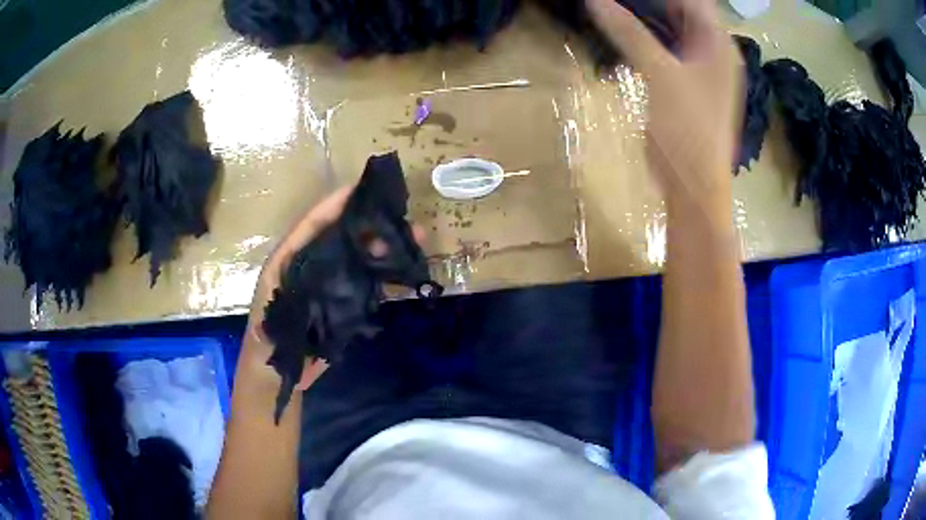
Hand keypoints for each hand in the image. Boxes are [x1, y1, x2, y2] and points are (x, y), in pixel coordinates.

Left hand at [241, 185, 427, 392]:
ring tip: (413, 239)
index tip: (362, 187)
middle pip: (344, 236)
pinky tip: (404, 269)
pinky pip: (367, 284)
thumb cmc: (268, 327)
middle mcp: (314, 264)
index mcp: (293, 255)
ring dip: (384, 248)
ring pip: (360, 258)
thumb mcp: (273, 290)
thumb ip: (291, 261)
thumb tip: (327, 236)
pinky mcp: (344, 305)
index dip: (336, 203)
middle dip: (372, 224)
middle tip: (400, 216)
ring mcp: (331, 284)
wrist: (277, 369)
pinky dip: (385, 275)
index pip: (315, 222)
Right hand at [587, 0, 742, 214]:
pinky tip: (621, 36)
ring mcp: (702, 68)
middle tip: (612, 2)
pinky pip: (667, 49)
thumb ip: (629, 32)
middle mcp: (714, 50)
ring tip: (610, 11)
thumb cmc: (687, 131)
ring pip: (672, 29)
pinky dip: (646, 39)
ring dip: (643, 18)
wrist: (695, 187)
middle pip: (681, 10)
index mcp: (718, 43)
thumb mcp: (660, 75)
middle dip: (648, 2)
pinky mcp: (689, 83)